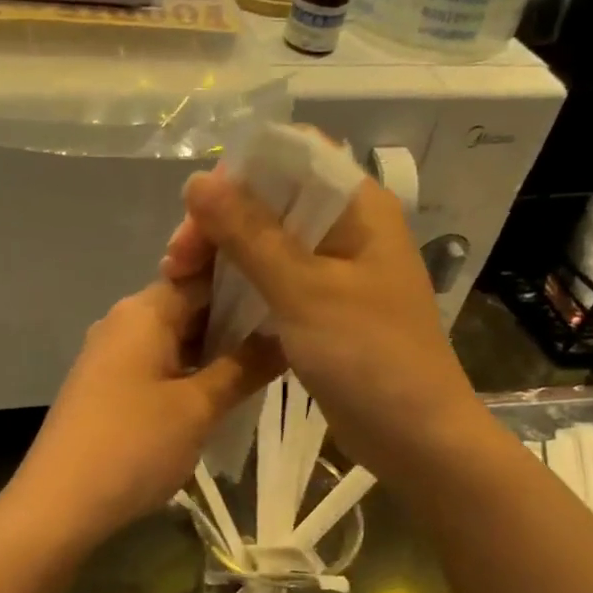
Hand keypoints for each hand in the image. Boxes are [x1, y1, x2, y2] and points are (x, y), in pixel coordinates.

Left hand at [10, 275, 278, 553]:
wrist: (58, 505)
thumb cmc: (133, 445)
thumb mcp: (198, 407)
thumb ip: (244, 366)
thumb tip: (285, 332)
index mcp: (144, 310)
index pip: (204, 275)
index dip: (248, 283)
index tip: (288, 297)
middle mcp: (123, 321)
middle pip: (189, 306)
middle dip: (236, 322)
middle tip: (287, 340)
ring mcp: (110, 355)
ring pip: (175, 340)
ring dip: (215, 352)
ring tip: (264, 369)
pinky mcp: (105, 387)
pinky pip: (157, 366)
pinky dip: (189, 374)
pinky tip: (219, 395)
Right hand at [162, 168, 480, 486]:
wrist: (415, 436)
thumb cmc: (368, 356)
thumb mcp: (304, 290)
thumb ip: (250, 233)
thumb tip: (199, 180)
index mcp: (358, 206)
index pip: (292, 155)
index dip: (239, 172)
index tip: (195, 209)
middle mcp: (347, 227)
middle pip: (272, 199)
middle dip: (220, 220)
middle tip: (178, 260)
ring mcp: (335, 267)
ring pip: (266, 240)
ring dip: (223, 253)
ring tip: (180, 279)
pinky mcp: (322, 304)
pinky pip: (273, 277)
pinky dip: (240, 282)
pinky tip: (207, 299)